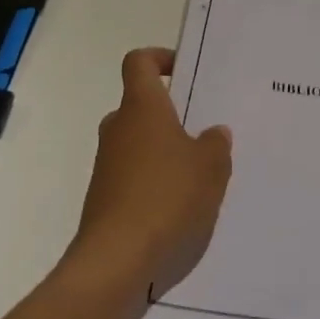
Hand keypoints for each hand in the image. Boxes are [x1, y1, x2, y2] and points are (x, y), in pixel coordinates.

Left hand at [65, 47, 232, 300]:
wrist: (115, 260)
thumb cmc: (166, 197)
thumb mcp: (210, 168)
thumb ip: (215, 144)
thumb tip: (213, 134)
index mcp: (141, 106)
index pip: (139, 62)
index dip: (159, 58)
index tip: (183, 72)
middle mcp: (118, 127)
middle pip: (141, 105)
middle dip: (171, 115)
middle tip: (205, 132)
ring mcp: (107, 164)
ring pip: (139, 143)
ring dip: (164, 152)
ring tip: (200, 175)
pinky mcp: (104, 197)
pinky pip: (133, 175)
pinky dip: (154, 182)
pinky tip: (180, 207)